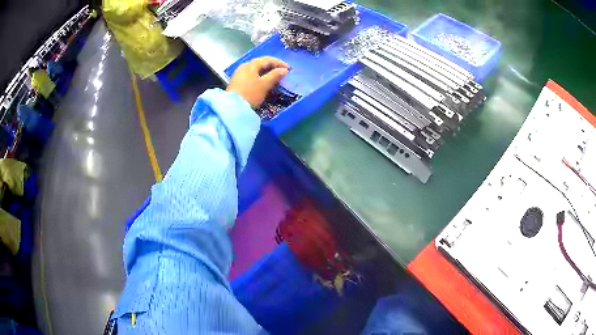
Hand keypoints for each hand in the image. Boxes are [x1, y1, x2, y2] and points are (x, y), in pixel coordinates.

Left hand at [226, 57, 289, 107]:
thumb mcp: (264, 85)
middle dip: (273, 67)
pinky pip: (252, 76)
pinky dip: (260, 77)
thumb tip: (284, 70)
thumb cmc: (250, 94)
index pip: (267, 59)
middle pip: (261, 63)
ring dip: (267, 72)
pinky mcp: (237, 82)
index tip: (289, 69)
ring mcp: (239, 74)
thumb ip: (275, 75)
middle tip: (283, 72)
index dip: (279, 63)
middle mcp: (244, 67)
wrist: (233, 108)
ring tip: (275, 78)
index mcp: (250, 65)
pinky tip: (265, 82)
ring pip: (256, 70)